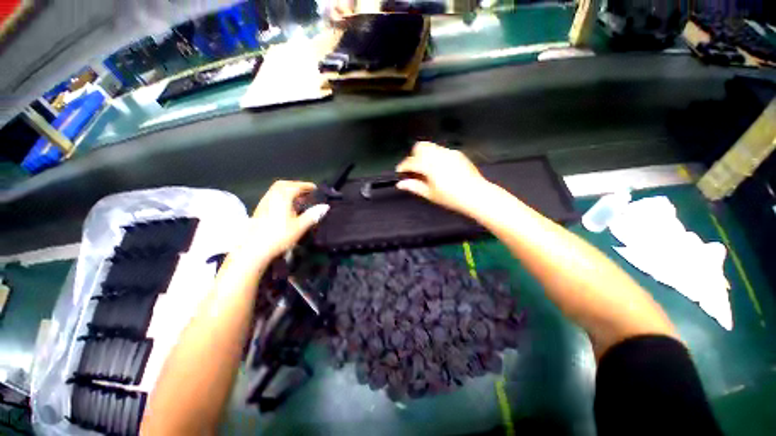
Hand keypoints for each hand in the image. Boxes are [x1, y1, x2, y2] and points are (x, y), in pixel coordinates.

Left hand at [241, 181, 328, 263]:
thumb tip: (325, 206)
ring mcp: (263, 204)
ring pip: (275, 190)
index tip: (315, 188)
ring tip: (298, 199)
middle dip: (295, 185)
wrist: (253, 250)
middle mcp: (271, 198)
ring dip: (287, 190)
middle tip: (306, 191)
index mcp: (282, 199)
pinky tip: (286, 207)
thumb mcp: (299, 227)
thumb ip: (312, 215)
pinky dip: (281, 196)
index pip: (295, 186)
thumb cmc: (279, 237)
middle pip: (283, 185)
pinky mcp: (258, 211)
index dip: (305, 185)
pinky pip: (271, 197)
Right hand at [395, 142, 490, 214]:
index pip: (411, 161)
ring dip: (425, 155)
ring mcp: (449, 152)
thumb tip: (400, 184)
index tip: (400, 171)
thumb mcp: (430, 194)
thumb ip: (414, 186)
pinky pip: (442, 150)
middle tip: (414, 169)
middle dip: (414, 156)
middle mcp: (438, 155)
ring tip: (427, 169)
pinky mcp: (457, 153)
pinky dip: (436, 156)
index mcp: (430, 165)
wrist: (475, 194)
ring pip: (431, 147)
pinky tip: (440, 169)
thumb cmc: (452, 197)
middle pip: (420, 147)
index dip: (403, 166)